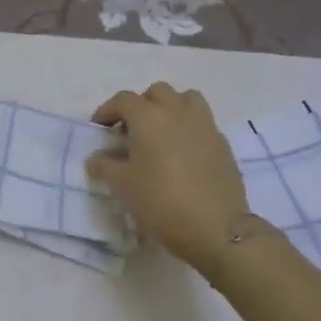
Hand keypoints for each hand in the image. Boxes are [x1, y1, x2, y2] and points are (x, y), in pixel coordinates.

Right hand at [87, 82, 253, 273]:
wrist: (216, 228)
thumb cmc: (161, 201)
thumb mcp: (122, 186)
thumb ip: (104, 166)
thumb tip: (97, 158)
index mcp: (149, 117)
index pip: (123, 99)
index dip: (107, 110)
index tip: (99, 128)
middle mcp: (177, 112)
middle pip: (157, 92)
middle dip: (141, 105)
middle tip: (131, 130)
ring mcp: (205, 126)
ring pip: (186, 100)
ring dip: (170, 109)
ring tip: (161, 134)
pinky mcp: (223, 144)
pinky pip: (202, 124)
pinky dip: (189, 129)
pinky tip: (182, 155)